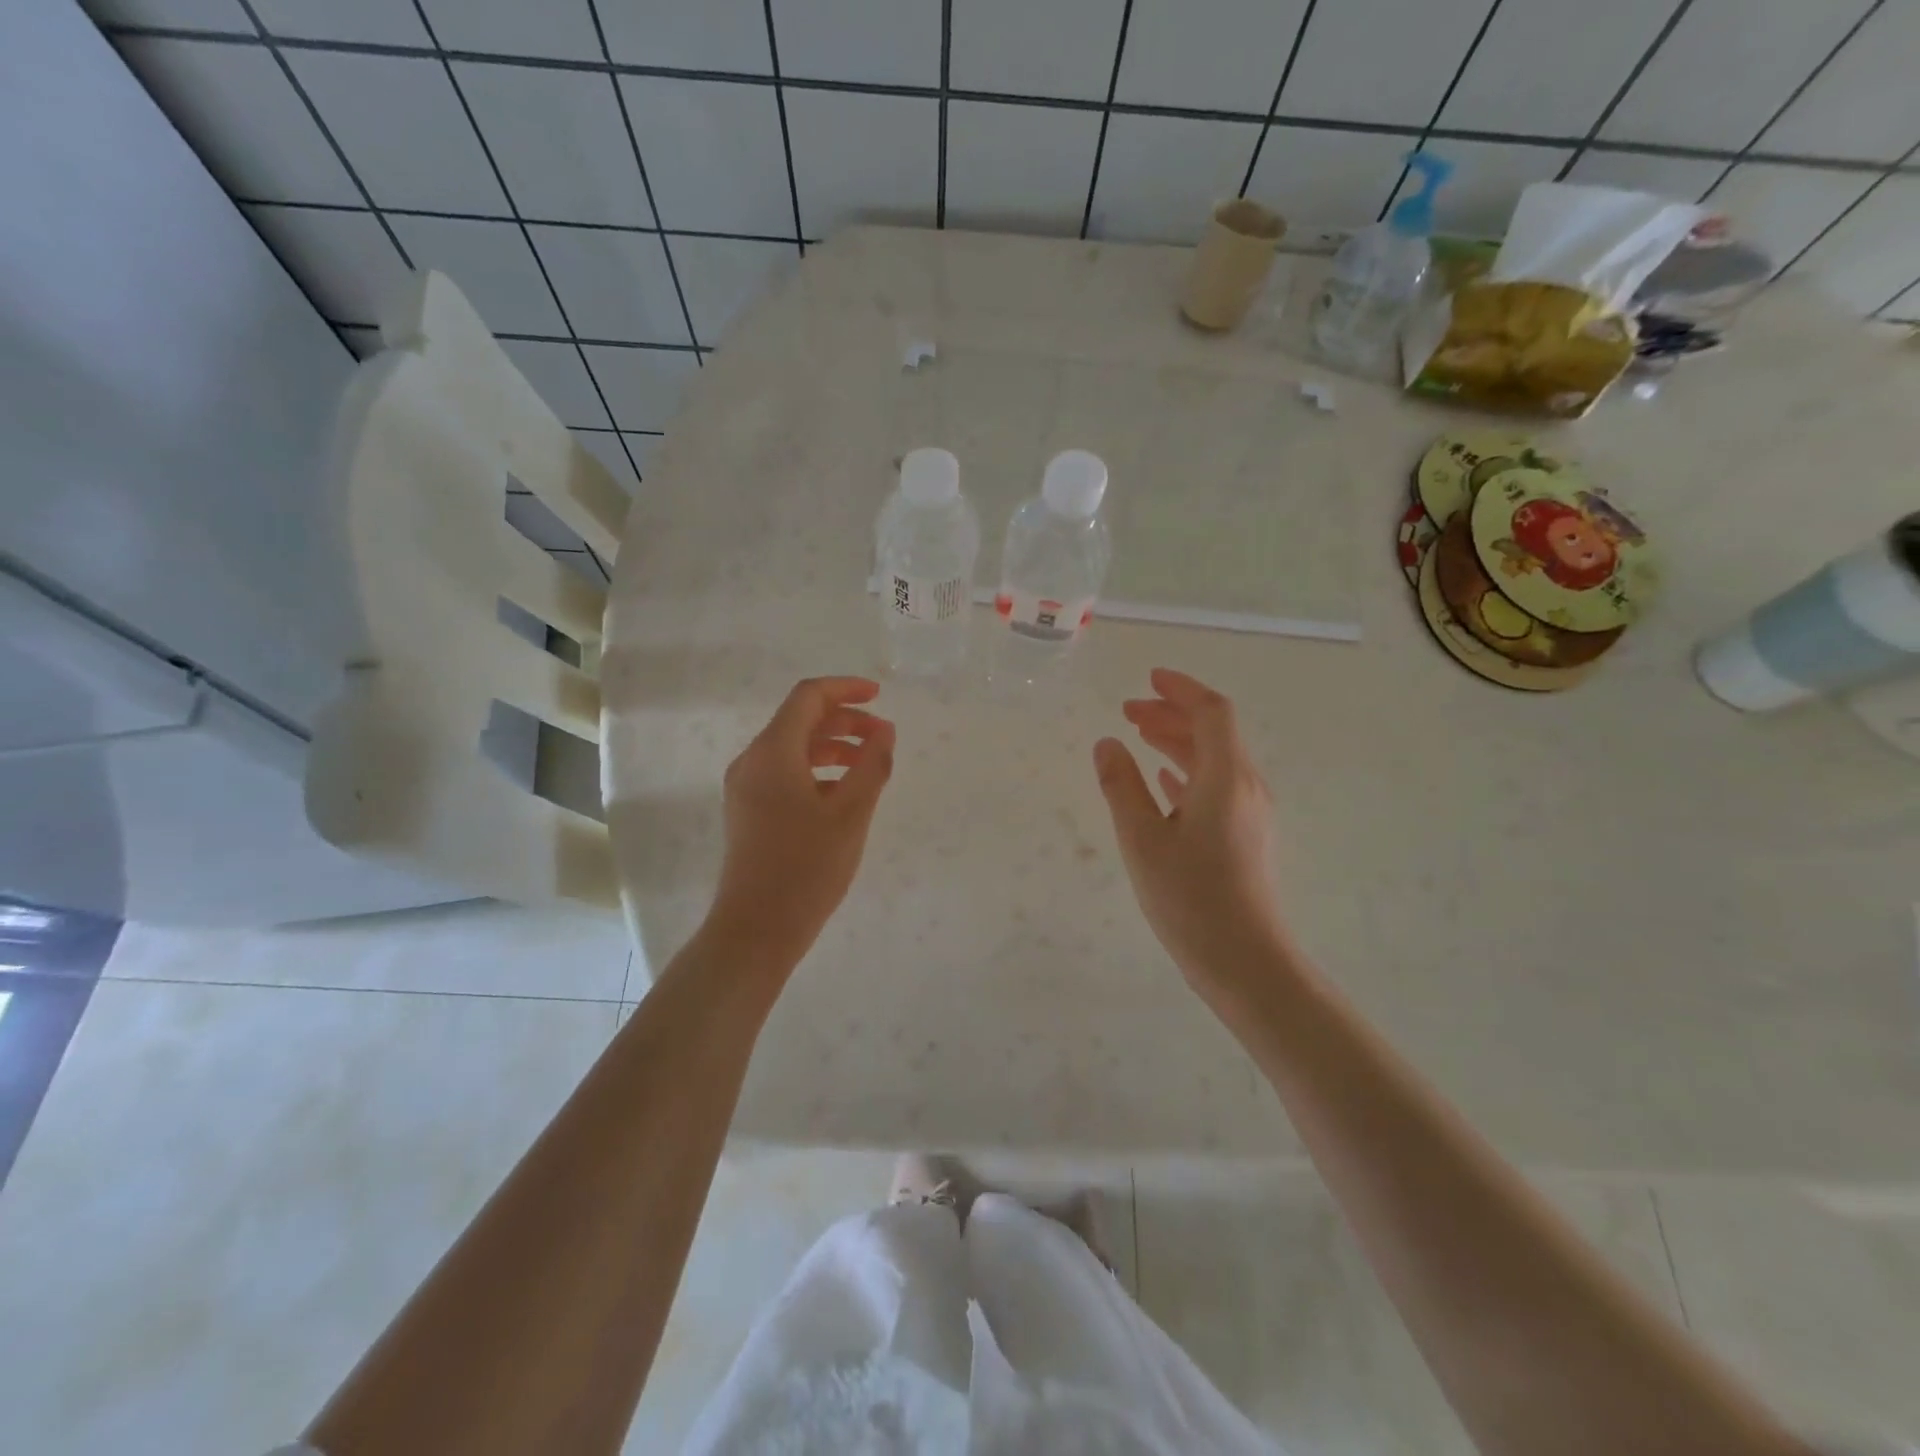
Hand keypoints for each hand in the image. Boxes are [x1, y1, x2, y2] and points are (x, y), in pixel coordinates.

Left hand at [710, 677, 895, 962]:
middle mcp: (752, 762)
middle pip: (799, 721)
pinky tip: (844, 794)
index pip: (808, 698)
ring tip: (870, 765)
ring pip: (793, 748)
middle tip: (882, 737)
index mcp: (772, 753)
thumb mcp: (851, 813)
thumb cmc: (806, 868)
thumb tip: (884, 730)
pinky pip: (786, 773)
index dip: (845, 689)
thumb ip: (871, 765)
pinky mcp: (749, 812)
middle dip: (844, 721)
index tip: (880, 696)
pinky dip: (818, 770)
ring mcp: (746, 788)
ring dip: (833, 746)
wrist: (756, 930)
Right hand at [1093, 668, 1291, 990]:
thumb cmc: (1190, 898)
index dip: (1180, 689)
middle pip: (1213, 733)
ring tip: (1138, 737)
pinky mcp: (1246, 838)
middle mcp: (1246, 787)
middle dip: (1171, 714)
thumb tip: (1107, 744)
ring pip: (1214, 761)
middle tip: (1128, 710)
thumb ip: (1121, 786)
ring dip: (1178, 742)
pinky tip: (1165, 782)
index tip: (1148, 679)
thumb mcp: (1142, 839)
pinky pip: (1217, 788)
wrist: (1245, 962)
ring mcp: (1250, 814)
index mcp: (1226, 778)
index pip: (1212, 712)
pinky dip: (1188, 773)